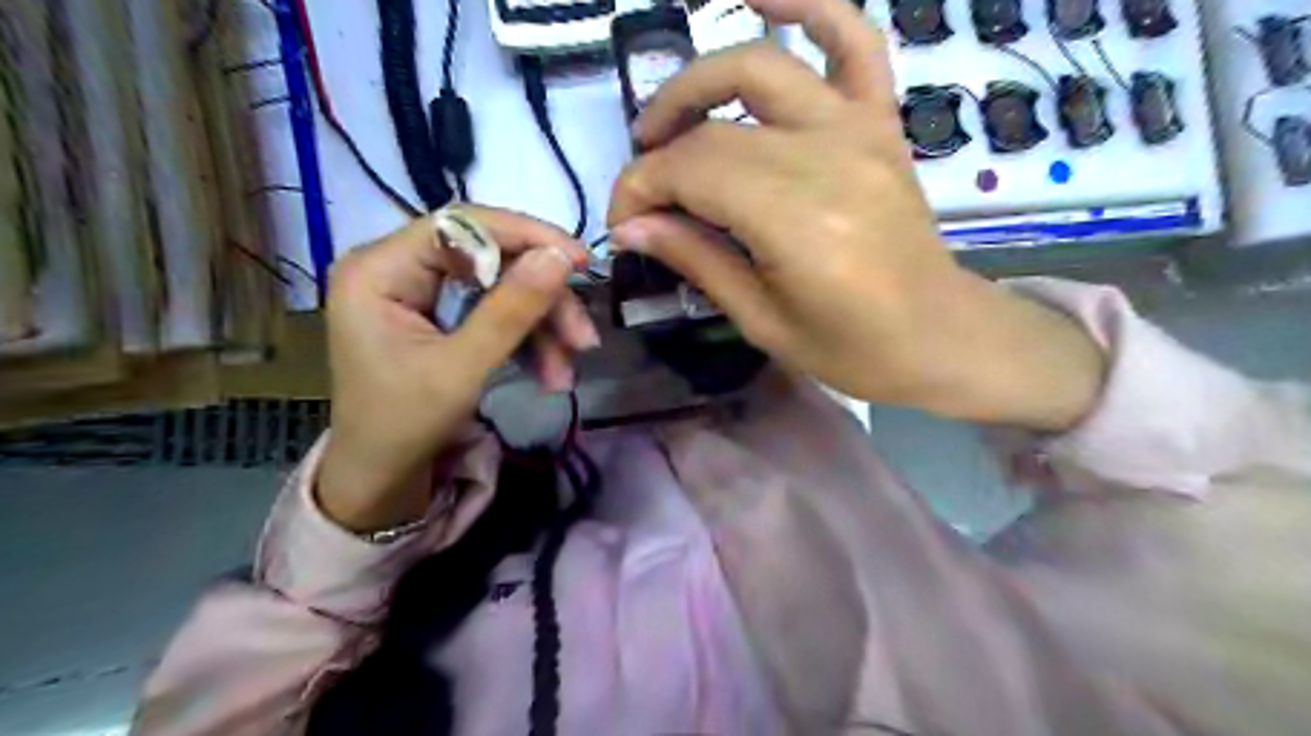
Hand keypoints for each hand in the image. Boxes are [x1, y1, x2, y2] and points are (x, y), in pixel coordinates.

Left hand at [320, 207, 598, 533]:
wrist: (382, 481)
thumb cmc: (404, 426)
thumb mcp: (462, 369)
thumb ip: (511, 310)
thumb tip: (561, 257)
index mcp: (380, 269)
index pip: (462, 225)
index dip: (527, 237)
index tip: (580, 262)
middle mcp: (397, 268)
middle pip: (490, 259)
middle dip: (542, 300)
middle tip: (583, 337)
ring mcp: (420, 293)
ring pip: (502, 288)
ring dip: (543, 327)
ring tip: (567, 372)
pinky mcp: (441, 317)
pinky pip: (496, 312)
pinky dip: (528, 341)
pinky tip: (551, 374)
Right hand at [608, 0, 1097, 429]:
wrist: (938, 335)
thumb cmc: (852, 348)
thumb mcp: (762, 321)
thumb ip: (697, 260)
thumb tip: (630, 226)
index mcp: (797, 223)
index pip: (692, 173)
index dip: (641, 189)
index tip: (622, 223)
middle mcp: (827, 160)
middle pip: (715, 130)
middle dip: (659, 155)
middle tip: (642, 191)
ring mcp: (860, 130)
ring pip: (761, 68)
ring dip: (699, 82)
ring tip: (667, 119)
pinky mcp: (881, 122)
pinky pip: (852, 40)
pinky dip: (809, 6)